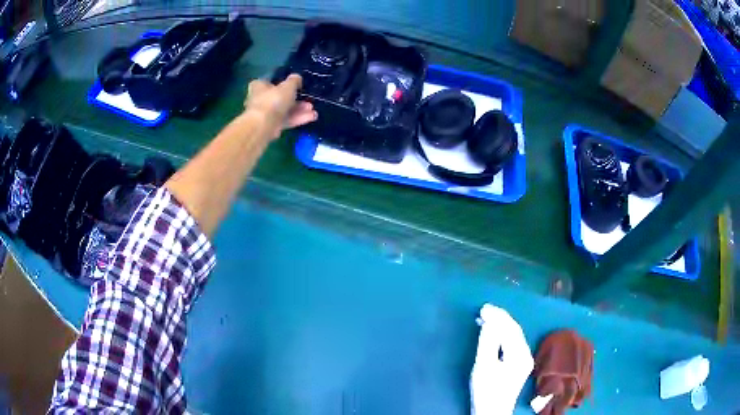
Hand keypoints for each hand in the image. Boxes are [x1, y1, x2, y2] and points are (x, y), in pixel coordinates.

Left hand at [245, 74, 317, 138]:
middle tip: (308, 99)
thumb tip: (297, 78)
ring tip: (312, 109)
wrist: (263, 126)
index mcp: (259, 86)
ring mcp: (265, 114)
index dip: (283, 83)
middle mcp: (260, 99)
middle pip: (280, 97)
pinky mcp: (271, 126)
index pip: (271, 82)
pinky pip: (285, 120)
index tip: (296, 85)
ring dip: (299, 110)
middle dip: (296, 99)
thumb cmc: (273, 100)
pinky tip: (311, 117)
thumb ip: (294, 80)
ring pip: (284, 110)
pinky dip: (297, 118)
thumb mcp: (288, 85)